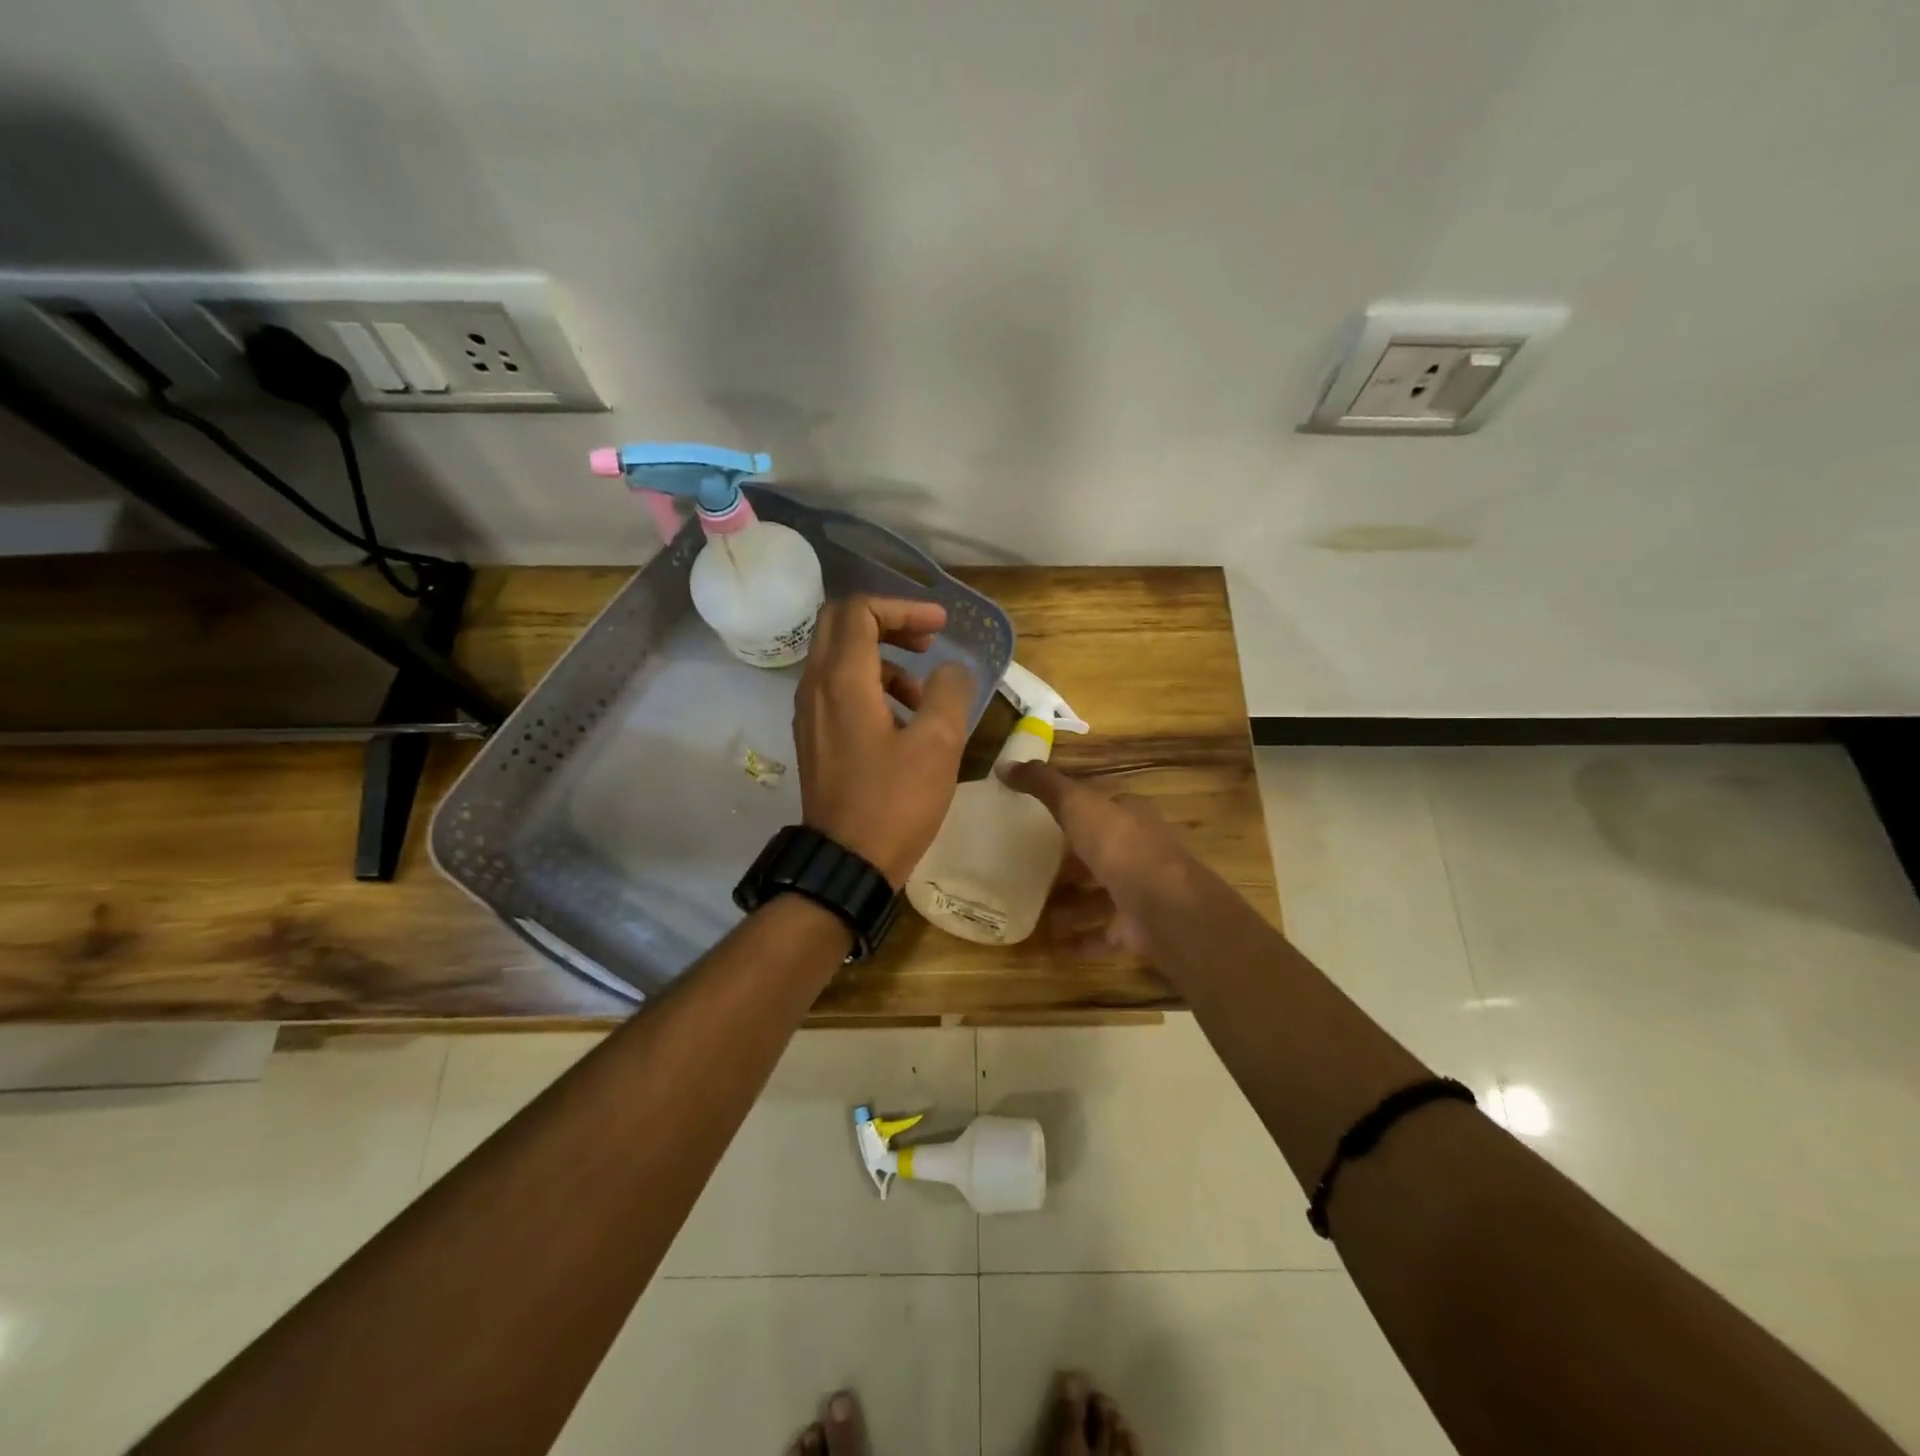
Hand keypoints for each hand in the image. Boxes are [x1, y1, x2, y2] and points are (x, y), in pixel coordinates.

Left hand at [794, 595, 975, 885]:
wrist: (846, 863)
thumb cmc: (894, 802)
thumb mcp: (938, 745)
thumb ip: (949, 693)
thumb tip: (950, 670)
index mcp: (842, 680)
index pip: (860, 610)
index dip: (904, 607)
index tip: (940, 627)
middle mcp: (815, 687)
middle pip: (841, 624)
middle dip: (888, 622)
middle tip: (927, 641)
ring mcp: (810, 713)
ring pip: (839, 658)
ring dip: (883, 659)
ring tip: (923, 692)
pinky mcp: (815, 737)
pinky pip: (837, 690)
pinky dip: (870, 686)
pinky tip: (903, 720)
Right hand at [1003, 762, 1197, 956]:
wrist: (1163, 904)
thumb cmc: (1119, 845)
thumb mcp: (1077, 804)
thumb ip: (1043, 785)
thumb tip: (1004, 765)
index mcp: (1131, 819)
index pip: (1104, 812)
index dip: (1077, 816)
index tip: (1045, 825)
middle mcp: (1141, 853)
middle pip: (1102, 857)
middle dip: (1072, 867)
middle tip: (1033, 874)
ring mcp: (1142, 894)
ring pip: (1102, 898)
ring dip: (1073, 906)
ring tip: (1038, 914)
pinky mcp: (1140, 930)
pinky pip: (1105, 936)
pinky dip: (1082, 942)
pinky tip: (1054, 948)